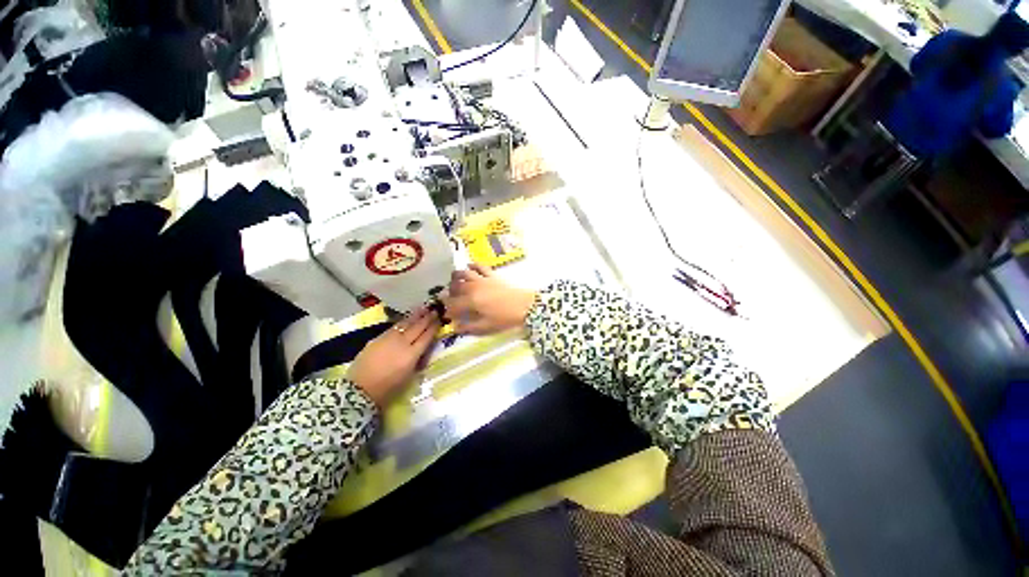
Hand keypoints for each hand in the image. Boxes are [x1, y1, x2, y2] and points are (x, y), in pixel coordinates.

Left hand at [347, 307, 440, 406]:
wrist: (359, 389)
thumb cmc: (387, 388)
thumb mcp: (409, 376)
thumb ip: (417, 361)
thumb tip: (423, 350)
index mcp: (412, 355)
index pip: (426, 337)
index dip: (433, 327)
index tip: (439, 319)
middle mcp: (402, 343)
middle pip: (417, 327)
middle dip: (427, 318)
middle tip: (435, 310)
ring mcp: (389, 339)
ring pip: (406, 324)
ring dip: (416, 315)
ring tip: (423, 308)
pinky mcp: (378, 338)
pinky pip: (394, 327)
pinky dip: (403, 322)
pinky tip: (406, 319)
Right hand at [441, 264, 536, 335]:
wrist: (525, 305)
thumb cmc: (505, 318)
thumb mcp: (486, 327)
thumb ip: (469, 327)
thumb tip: (455, 327)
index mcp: (470, 301)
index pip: (453, 304)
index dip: (448, 310)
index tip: (447, 315)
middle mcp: (473, 287)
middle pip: (455, 287)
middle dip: (450, 293)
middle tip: (451, 300)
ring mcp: (482, 279)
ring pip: (463, 273)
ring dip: (456, 277)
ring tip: (455, 282)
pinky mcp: (491, 274)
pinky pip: (479, 266)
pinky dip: (472, 265)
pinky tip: (469, 267)